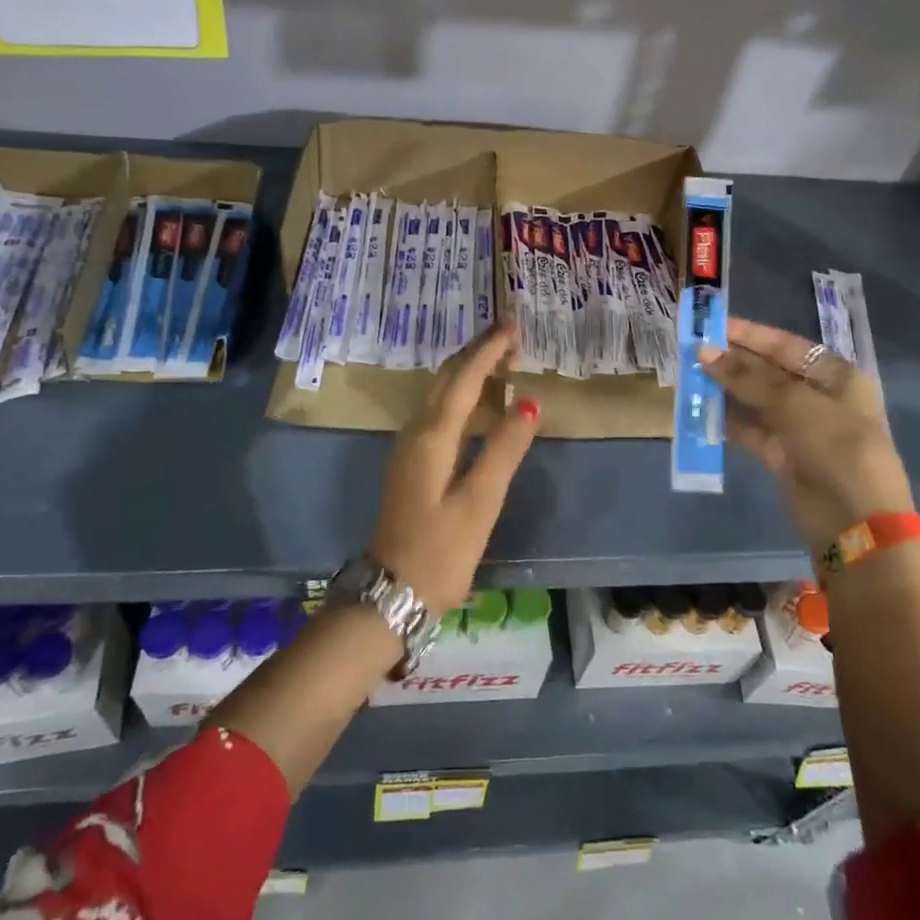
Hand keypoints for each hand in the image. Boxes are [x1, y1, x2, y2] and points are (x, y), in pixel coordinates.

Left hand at [369, 325, 539, 615]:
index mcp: (433, 436)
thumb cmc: (440, 551)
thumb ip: (503, 451)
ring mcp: (409, 447)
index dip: (488, 350)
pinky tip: (476, 400)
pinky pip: (438, 410)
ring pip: (439, 392)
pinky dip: (460, 393)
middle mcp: (416, 431)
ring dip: (467, 370)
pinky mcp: (411, 462)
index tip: (513, 325)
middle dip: (476, 351)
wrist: (391, 593)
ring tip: (498, 358)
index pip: (464, 379)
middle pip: (446, 378)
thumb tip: (529, 404)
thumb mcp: (479, 503)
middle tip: (509, 333)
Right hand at [698, 317, 912, 551]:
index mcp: (836, 376)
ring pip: (757, 401)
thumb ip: (747, 376)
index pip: (786, 345)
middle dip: (733, 361)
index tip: (713, 325)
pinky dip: (729, 421)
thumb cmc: (834, 446)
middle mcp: (819, 397)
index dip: (750, 335)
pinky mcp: (784, 455)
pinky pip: (752, 430)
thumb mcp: (793, 402)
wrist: (855, 521)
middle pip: (770, 371)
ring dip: (727, 390)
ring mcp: (801, 428)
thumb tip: (705, 352)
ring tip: (691, 377)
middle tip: (693, 351)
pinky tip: (702, 410)